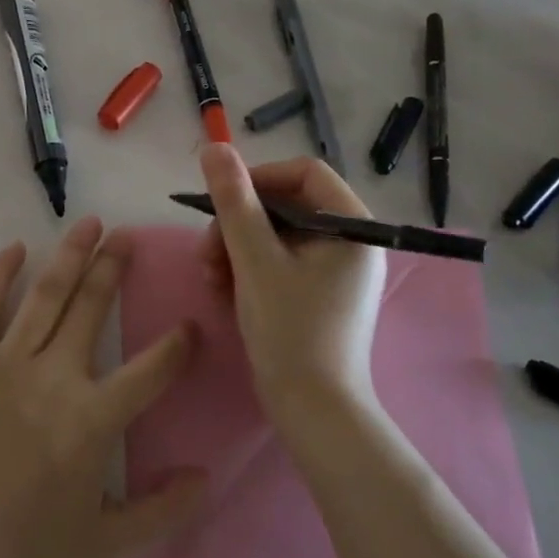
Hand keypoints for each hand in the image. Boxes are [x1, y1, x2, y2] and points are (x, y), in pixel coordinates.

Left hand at [0, 218, 207, 557]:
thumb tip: (206, 475)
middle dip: (113, 267)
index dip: (178, 346)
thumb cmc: (24, 548)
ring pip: (46, 295)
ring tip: (89, 223)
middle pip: (92, 308)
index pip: (151, 371)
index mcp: (94, 418)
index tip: (191, 325)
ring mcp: (8, 362)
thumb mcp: (106, 546)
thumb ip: (163, 511)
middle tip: (128, 235)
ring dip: (70, 255)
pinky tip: (15, 248)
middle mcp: (56, 376)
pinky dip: (0, 274)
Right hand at [196, 145, 386, 410]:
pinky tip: (222, 290)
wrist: (312, 410)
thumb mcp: (255, 261)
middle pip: (286, 206)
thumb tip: (214, 147)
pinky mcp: (318, 294)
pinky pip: (279, 262)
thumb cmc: (289, 331)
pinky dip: (249, 269)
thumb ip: (234, 202)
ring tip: (209, 275)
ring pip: (276, 235)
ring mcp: (335, 271)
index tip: (220, 201)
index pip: (304, 173)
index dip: (257, 178)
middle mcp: (350, 242)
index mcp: (352, 227)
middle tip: (206, 251)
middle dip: (238, 223)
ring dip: (236, 248)